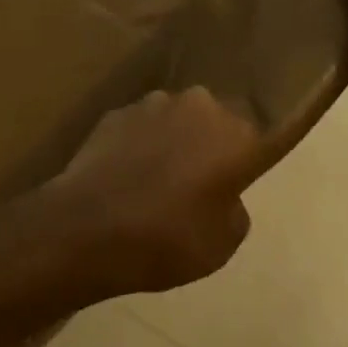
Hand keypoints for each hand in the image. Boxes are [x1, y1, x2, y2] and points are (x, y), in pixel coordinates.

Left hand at [50, 87, 261, 294]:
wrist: (89, 227)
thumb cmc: (168, 238)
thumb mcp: (223, 243)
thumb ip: (233, 208)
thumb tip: (222, 193)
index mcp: (235, 134)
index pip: (258, 136)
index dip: (248, 158)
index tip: (238, 177)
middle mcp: (198, 106)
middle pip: (214, 121)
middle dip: (209, 143)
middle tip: (198, 181)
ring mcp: (152, 103)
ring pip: (175, 118)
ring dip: (172, 139)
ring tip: (156, 178)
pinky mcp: (116, 112)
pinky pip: (139, 127)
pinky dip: (139, 144)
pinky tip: (126, 175)